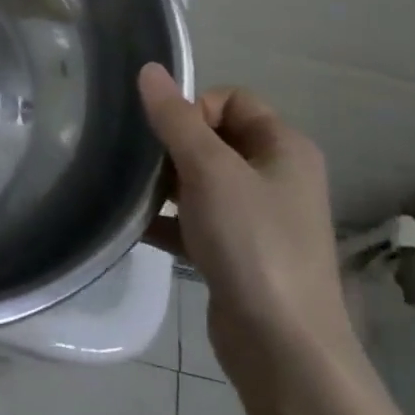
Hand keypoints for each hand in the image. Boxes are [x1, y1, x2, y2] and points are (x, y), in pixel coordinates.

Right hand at [137, 63, 353, 375]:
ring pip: (202, 182)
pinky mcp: (238, 253)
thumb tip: (149, 69)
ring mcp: (258, 217)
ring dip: (165, 184)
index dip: (194, 107)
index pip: (233, 100)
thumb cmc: (252, 242)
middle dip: (173, 147)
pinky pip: (196, 221)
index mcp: (284, 147)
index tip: (164, 136)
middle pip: (215, 138)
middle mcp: (276, 176)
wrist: (281, 345)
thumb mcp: (210, 171)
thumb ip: (176, 119)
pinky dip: (167, 221)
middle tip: (141, 165)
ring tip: (130, 194)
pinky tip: (134, 228)